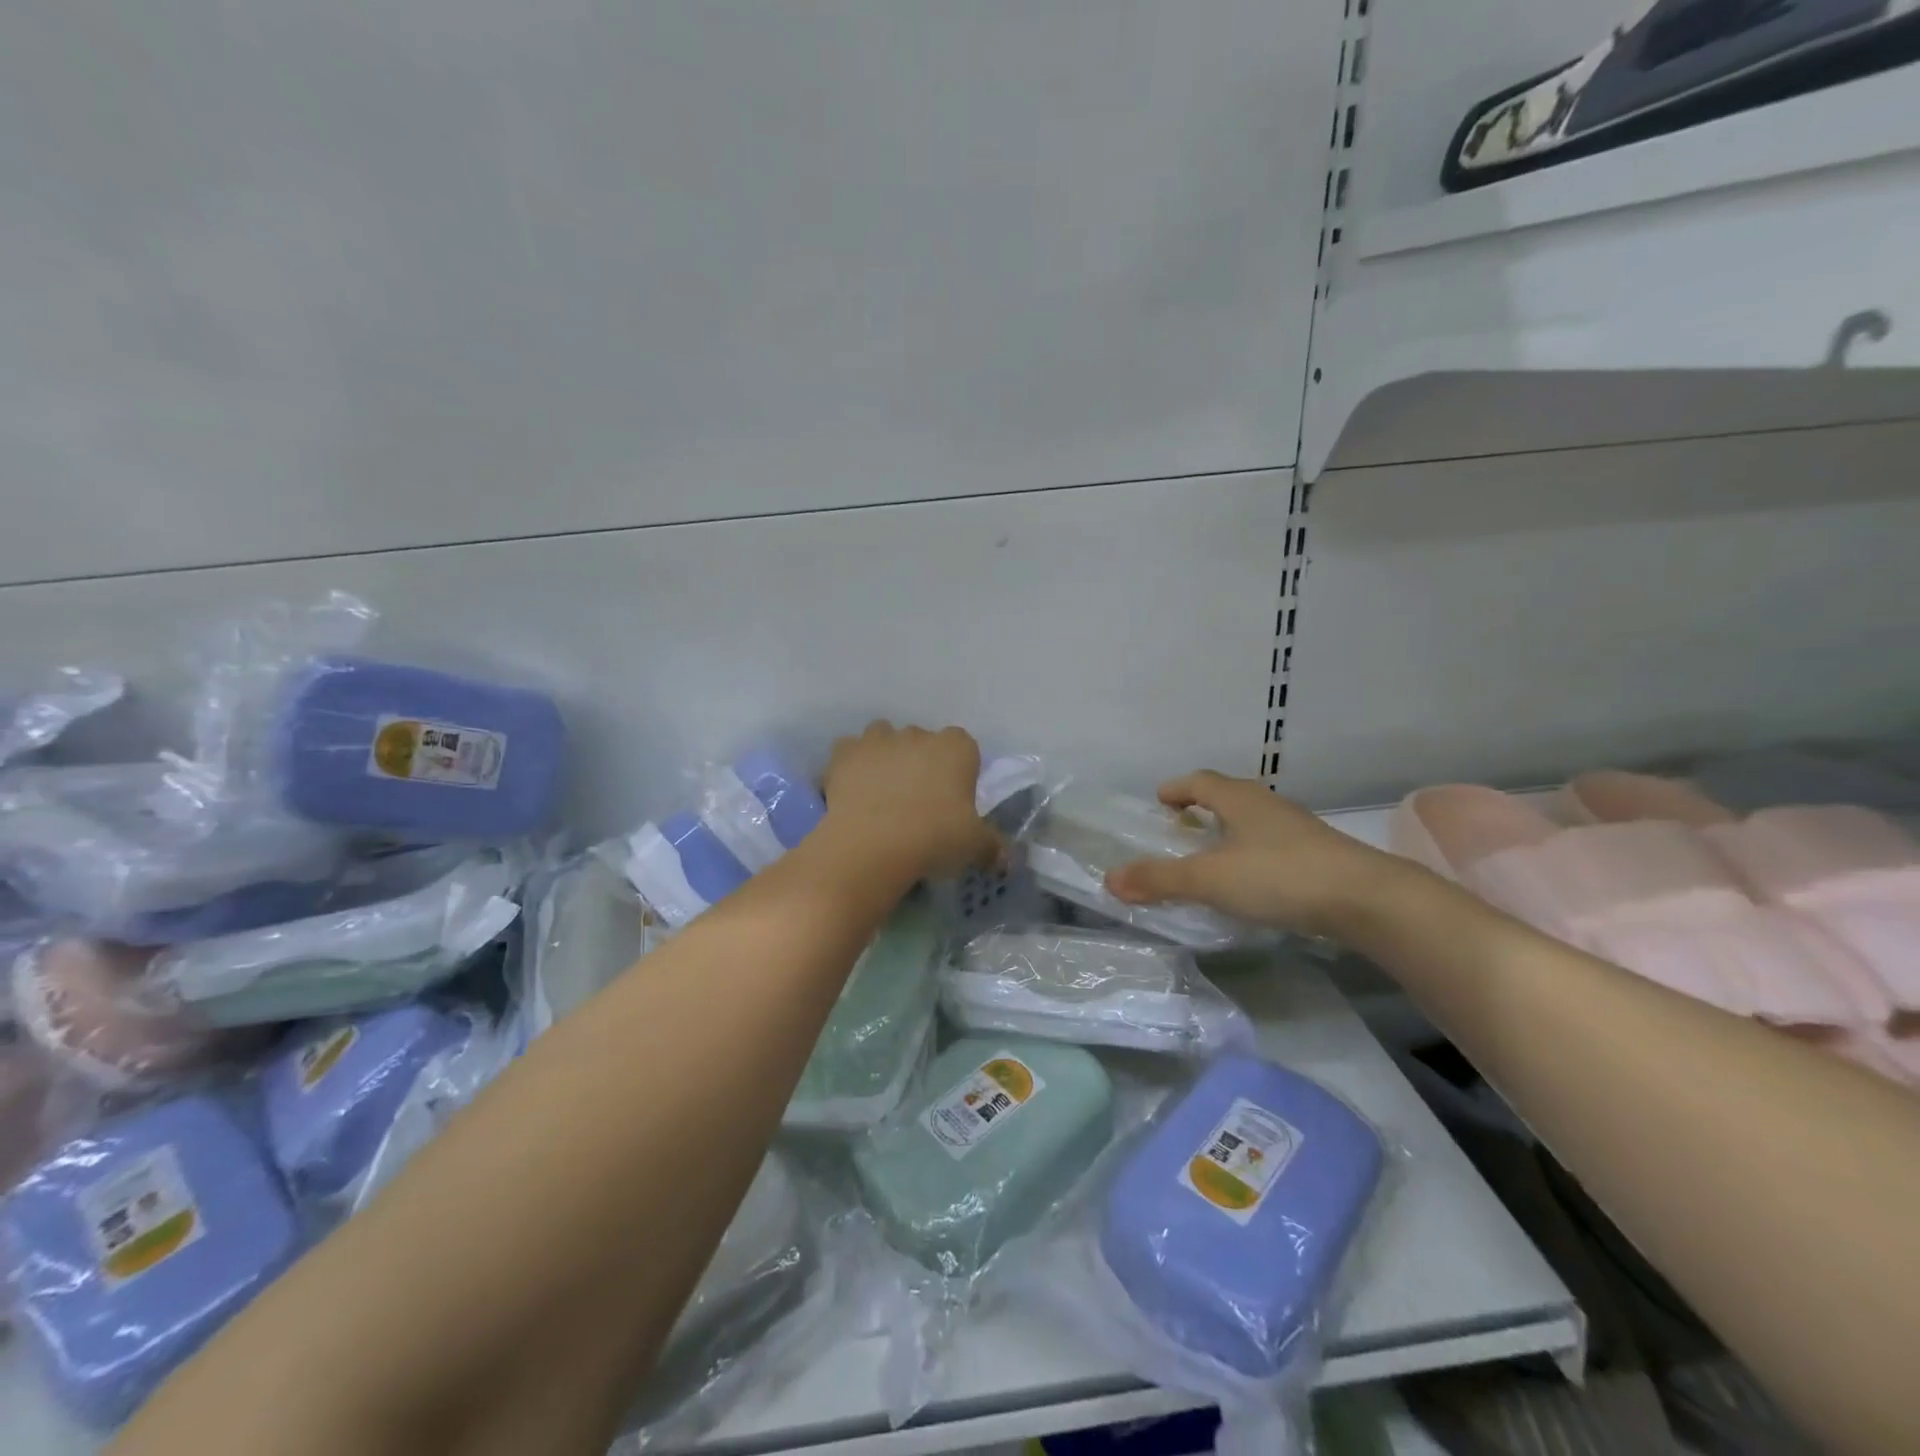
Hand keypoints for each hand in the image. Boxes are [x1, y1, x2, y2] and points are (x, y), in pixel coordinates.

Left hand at [822, 721, 1001, 880]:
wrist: (872, 845)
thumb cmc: (934, 838)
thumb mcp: (974, 847)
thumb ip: (993, 848)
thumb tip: (1007, 860)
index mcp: (956, 748)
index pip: (965, 748)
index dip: (959, 770)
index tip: (954, 798)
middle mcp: (918, 734)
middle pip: (923, 741)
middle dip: (922, 762)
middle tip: (919, 801)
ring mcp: (878, 740)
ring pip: (884, 736)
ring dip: (885, 755)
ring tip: (883, 791)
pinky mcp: (844, 753)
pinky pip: (849, 750)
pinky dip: (851, 765)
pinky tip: (852, 790)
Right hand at [1104, 771, 1417, 939]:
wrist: (1367, 900)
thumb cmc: (1279, 876)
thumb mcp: (1209, 879)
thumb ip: (1159, 879)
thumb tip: (1109, 879)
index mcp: (1240, 800)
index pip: (1200, 780)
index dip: (1177, 788)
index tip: (1159, 800)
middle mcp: (1269, 806)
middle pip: (1228, 797)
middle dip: (1201, 808)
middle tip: (1179, 828)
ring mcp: (1298, 830)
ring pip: (1253, 822)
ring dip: (1228, 832)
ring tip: (1211, 857)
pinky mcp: (1318, 857)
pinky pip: (1272, 846)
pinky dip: (1251, 855)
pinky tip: (1250, 882)